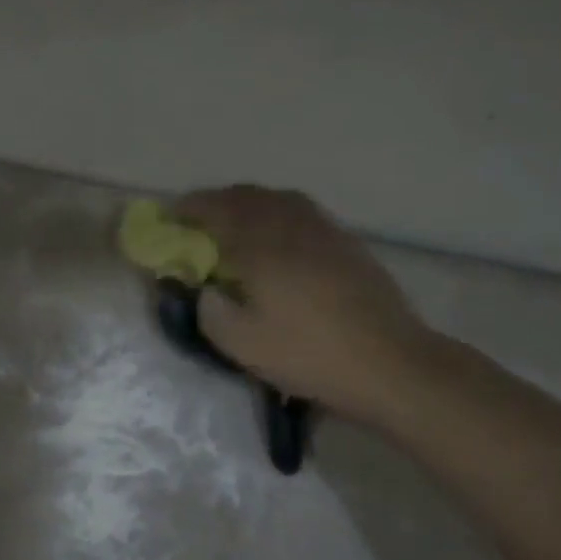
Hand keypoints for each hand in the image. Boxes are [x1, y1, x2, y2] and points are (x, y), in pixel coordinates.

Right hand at [175, 186, 434, 426]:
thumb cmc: (309, 354)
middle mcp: (291, 224)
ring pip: (278, 199)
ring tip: (236, 224)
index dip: (189, 209)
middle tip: (199, 221)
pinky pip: (302, 212)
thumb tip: (205, 290)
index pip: (215, 210)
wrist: (390, 363)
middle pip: (247, 196)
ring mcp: (324, 229)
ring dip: (249, 204)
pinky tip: (280, 237)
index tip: (171, 217)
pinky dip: (278, 213)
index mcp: (261, 245)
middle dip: (217, 202)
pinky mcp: (347, 242)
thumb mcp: (243, 345)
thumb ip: (210, 312)